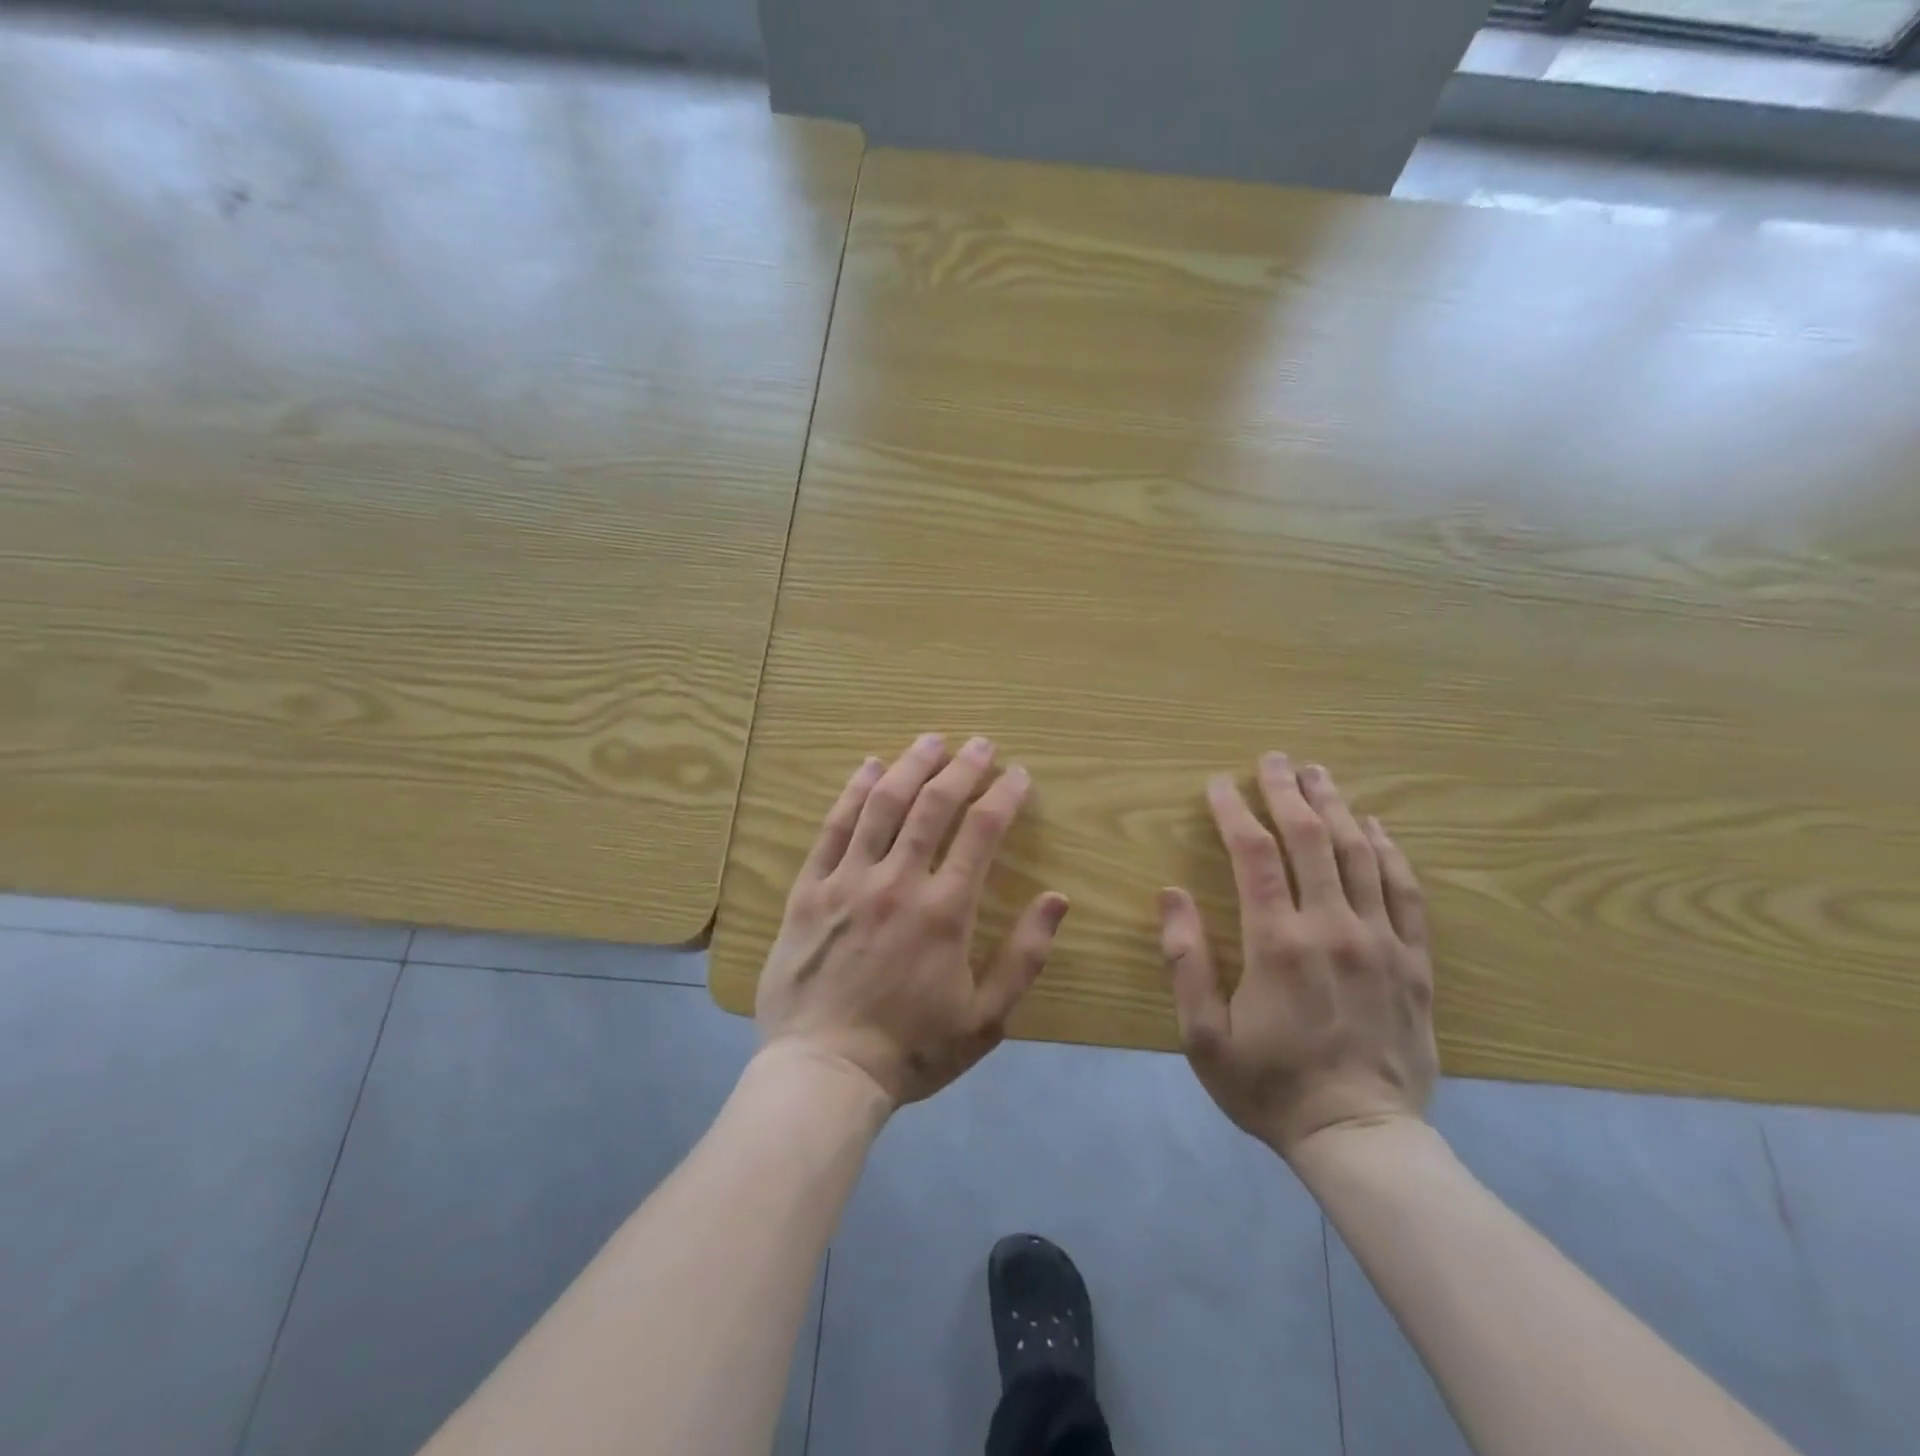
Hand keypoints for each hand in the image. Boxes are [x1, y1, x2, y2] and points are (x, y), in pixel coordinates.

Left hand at [756, 734, 1069, 1109]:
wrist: (825, 1072)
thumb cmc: (912, 1049)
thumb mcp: (986, 1018)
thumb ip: (1025, 957)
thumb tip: (1057, 899)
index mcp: (945, 911)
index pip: (981, 833)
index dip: (1004, 797)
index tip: (1018, 775)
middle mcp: (897, 882)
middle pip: (932, 805)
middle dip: (962, 768)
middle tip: (980, 744)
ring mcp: (848, 881)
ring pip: (882, 805)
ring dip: (909, 765)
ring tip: (930, 740)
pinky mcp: (809, 889)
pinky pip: (833, 828)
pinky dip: (853, 792)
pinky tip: (868, 768)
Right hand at [1158, 752, 1437, 1159]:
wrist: (1361, 1139)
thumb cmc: (1269, 1086)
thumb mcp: (1203, 1035)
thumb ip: (1185, 960)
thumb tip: (1171, 894)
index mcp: (1277, 943)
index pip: (1254, 854)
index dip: (1235, 811)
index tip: (1219, 784)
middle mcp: (1333, 928)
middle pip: (1311, 838)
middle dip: (1288, 791)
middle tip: (1274, 758)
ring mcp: (1381, 941)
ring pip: (1360, 854)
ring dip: (1337, 807)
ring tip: (1319, 774)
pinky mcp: (1414, 961)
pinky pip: (1405, 891)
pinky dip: (1390, 850)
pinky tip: (1377, 826)